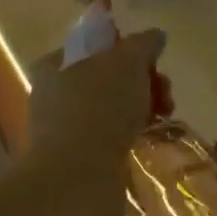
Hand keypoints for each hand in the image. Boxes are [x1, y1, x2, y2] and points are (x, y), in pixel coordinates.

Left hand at [25, 29, 165, 194]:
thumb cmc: (98, 107)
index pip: (90, 46)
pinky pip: (111, 138)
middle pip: (106, 78)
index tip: (149, 61)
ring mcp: (63, 131)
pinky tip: (148, 138)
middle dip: (141, 81)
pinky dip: (131, 135)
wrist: (77, 180)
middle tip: (164, 91)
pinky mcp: (77, 160)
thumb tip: (155, 36)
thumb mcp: (127, 62)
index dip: (122, 49)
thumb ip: (142, 44)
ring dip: (141, 108)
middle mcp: (53, 96)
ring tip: (163, 117)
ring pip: (111, 109)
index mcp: (54, 66)